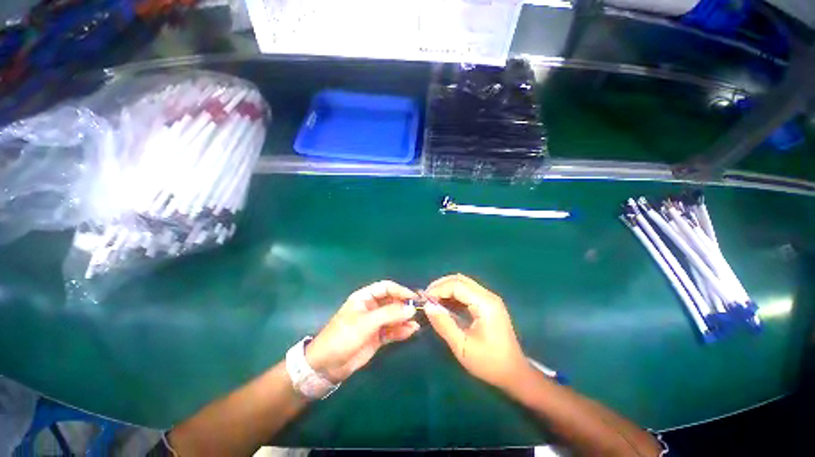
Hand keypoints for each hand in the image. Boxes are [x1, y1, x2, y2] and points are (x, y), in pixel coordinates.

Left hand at [305, 280, 419, 382]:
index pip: (386, 287)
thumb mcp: (366, 322)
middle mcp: (371, 307)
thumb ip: (389, 314)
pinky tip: (411, 331)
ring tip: (417, 322)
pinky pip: (392, 330)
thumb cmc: (343, 336)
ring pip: (393, 316)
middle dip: (404, 305)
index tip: (413, 297)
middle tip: (419, 310)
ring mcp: (375, 322)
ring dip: (405, 319)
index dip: (400, 290)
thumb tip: (411, 308)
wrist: (326, 366)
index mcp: (365, 297)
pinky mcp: (377, 336)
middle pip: (392, 301)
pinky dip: (401, 330)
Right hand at [424, 274, 527, 388]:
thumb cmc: (489, 363)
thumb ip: (444, 325)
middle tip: (426, 298)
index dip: (438, 289)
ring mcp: (489, 299)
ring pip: (463, 283)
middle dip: (441, 285)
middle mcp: (488, 296)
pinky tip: (445, 304)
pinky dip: (454, 294)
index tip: (424, 300)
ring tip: (433, 300)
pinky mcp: (488, 304)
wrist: (514, 373)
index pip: (457, 285)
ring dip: (446, 288)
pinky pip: (467, 292)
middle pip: (460, 280)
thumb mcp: (462, 347)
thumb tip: (428, 307)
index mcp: (485, 304)